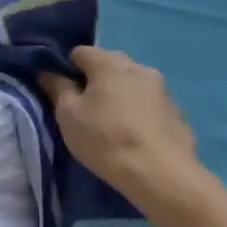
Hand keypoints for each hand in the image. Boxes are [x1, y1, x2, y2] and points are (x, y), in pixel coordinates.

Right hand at [39, 47, 205, 200]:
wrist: (161, 175)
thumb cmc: (105, 139)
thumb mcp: (68, 115)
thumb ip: (57, 88)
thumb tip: (48, 72)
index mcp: (109, 64)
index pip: (80, 52)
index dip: (67, 68)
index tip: (63, 92)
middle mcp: (139, 68)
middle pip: (109, 64)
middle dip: (95, 79)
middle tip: (86, 107)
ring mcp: (163, 90)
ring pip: (132, 83)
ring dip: (120, 94)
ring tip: (112, 123)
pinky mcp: (178, 113)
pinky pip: (149, 104)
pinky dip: (139, 111)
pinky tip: (134, 135)